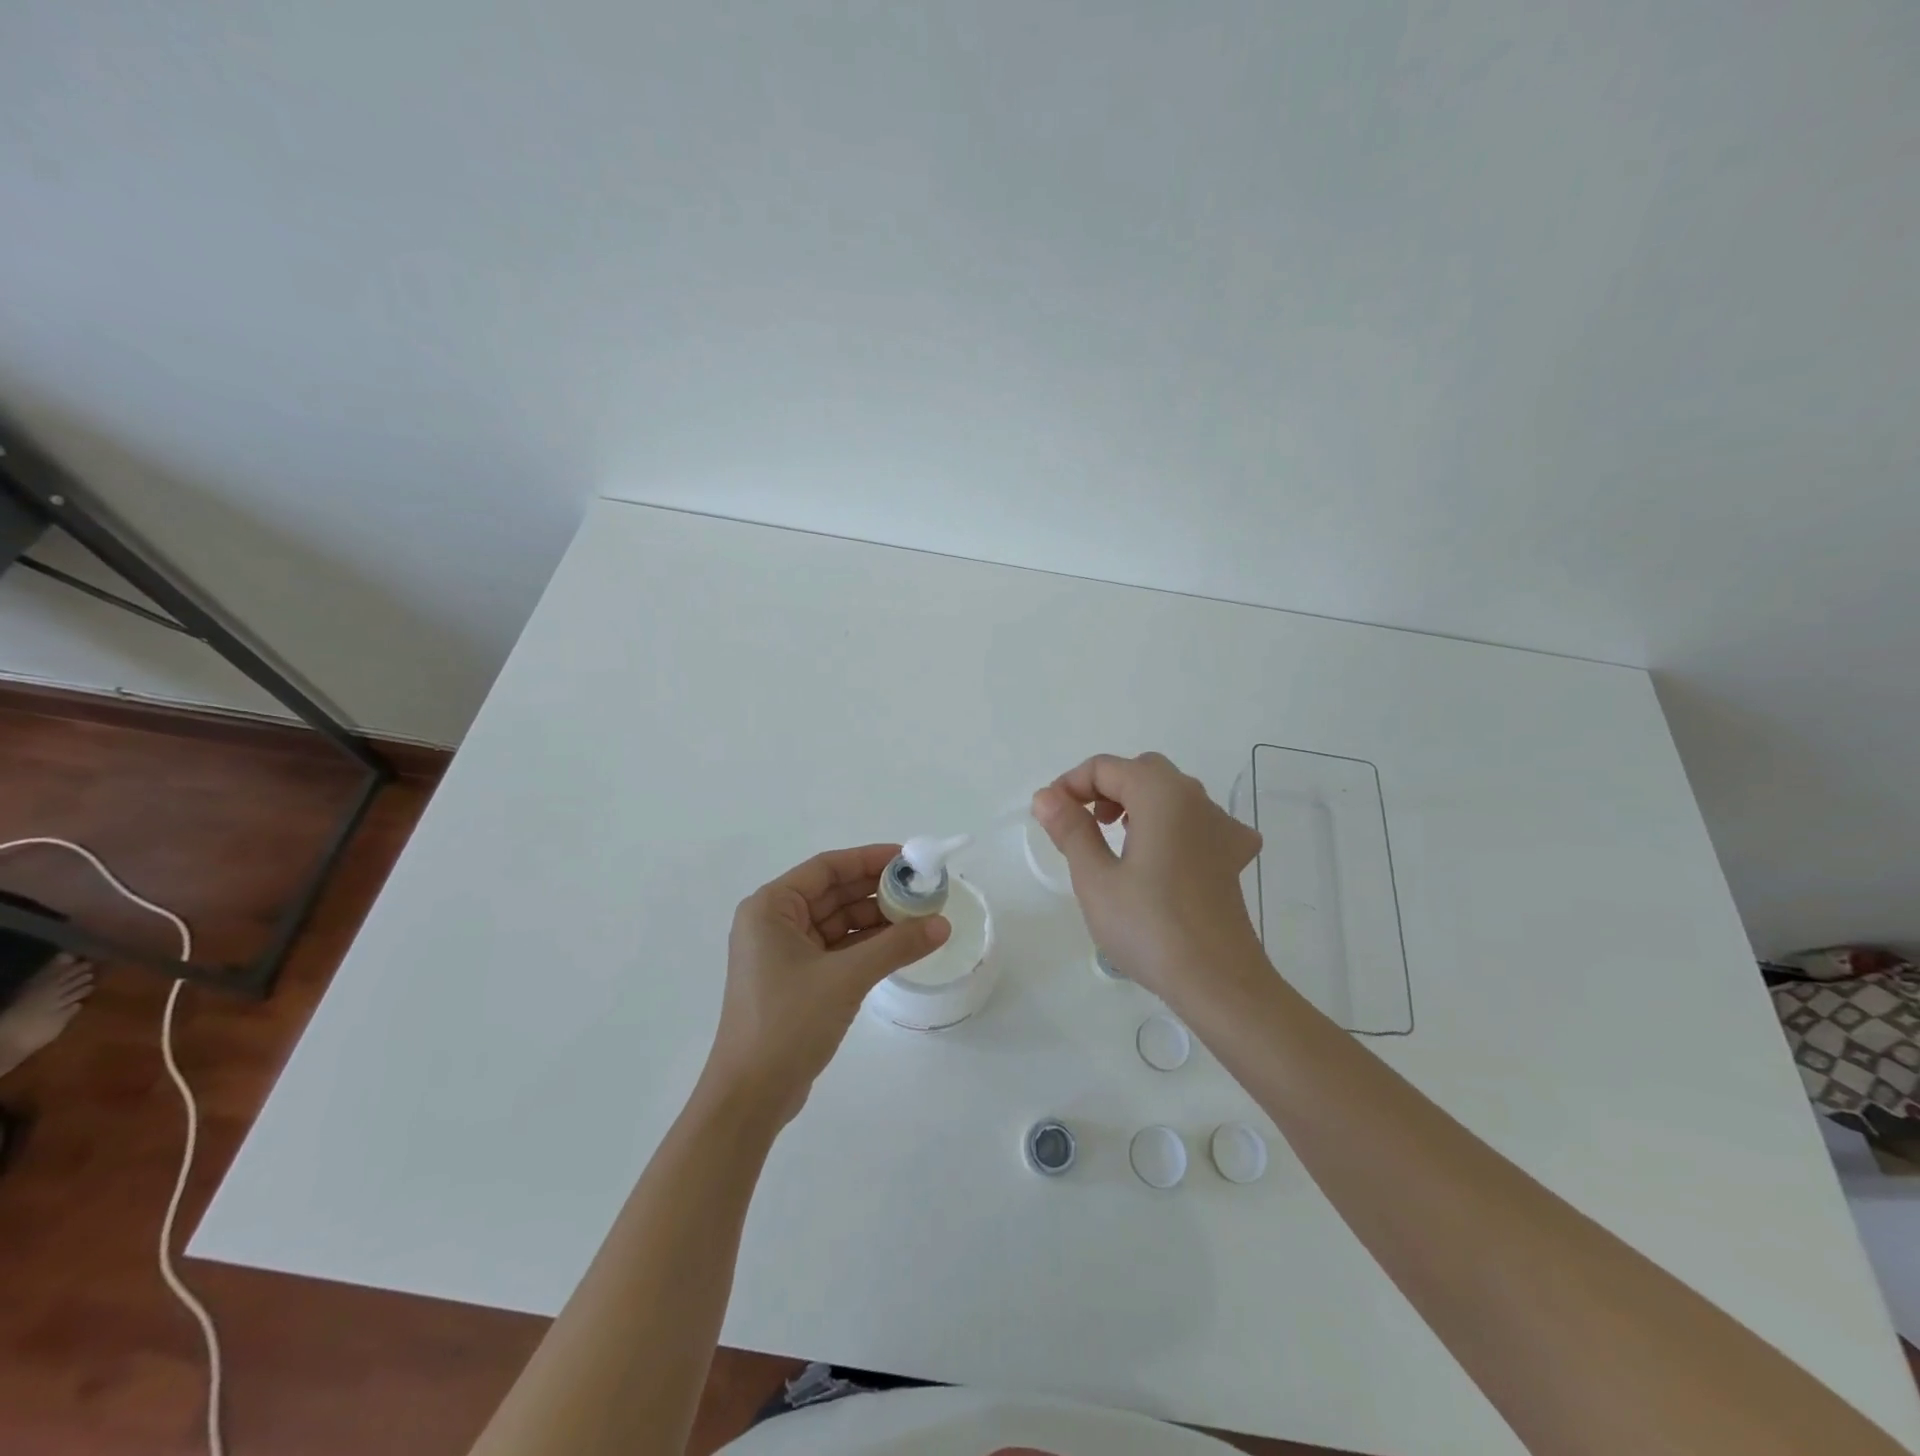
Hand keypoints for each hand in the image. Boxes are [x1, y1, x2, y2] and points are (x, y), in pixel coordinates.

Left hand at [706, 844, 949, 1126]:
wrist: (750, 1096)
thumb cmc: (788, 1022)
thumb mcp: (846, 977)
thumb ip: (896, 945)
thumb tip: (942, 924)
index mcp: (771, 908)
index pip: (827, 868)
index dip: (869, 859)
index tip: (909, 859)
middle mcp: (774, 923)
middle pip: (834, 893)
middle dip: (878, 891)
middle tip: (923, 889)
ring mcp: (784, 954)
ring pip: (838, 923)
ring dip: (876, 920)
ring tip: (921, 918)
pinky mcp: (797, 981)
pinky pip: (838, 949)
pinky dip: (867, 946)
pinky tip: (901, 946)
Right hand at [1032, 752, 1263, 1007]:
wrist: (1217, 981)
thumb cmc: (1149, 926)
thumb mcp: (1095, 878)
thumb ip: (1070, 829)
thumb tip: (1046, 796)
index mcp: (1161, 794)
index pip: (1105, 767)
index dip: (1070, 784)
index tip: (1049, 817)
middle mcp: (1196, 799)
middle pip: (1141, 772)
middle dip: (1105, 788)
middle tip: (1081, 825)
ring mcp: (1221, 827)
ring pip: (1171, 793)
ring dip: (1137, 803)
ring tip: (1114, 839)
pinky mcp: (1232, 856)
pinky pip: (1198, 821)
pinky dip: (1172, 825)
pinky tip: (1163, 855)